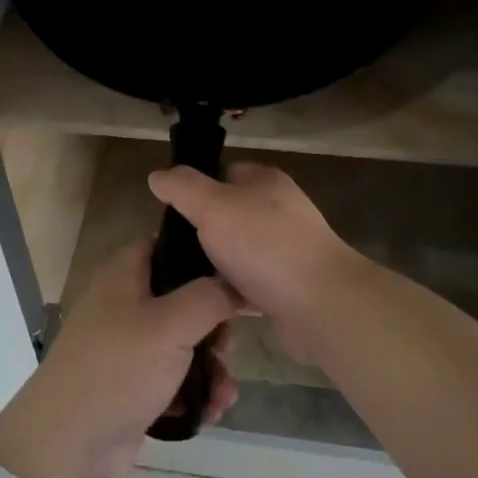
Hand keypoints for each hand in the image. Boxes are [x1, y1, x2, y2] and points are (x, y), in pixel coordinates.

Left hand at [0, 241, 239, 477]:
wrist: (67, 445)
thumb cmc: (118, 369)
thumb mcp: (171, 325)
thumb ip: (210, 297)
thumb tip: (236, 284)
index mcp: (125, 275)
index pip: (166, 245)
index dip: (201, 255)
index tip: (235, 275)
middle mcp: (125, 305)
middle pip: (183, 299)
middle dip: (214, 326)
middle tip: (228, 346)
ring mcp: (127, 348)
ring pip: (183, 344)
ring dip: (210, 368)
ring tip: (224, 393)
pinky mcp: (132, 388)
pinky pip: (174, 380)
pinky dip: (194, 393)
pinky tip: (212, 412)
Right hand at [146, 162, 368, 361]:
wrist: (320, 305)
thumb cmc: (265, 244)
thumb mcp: (213, 206)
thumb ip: (182, 188)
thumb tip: (157, 175)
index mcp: (265, 182)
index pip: (224, 172)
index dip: (196, 188)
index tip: (170, 212)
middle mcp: (278, 211)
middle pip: (227, 215)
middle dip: (201, 233)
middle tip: (170, 251)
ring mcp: (284, 251)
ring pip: (235, 253)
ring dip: (213, 267)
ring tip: (180, 281)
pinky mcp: (285, 288)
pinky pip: (246, 286)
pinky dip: (228, 294)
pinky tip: (205, 303)